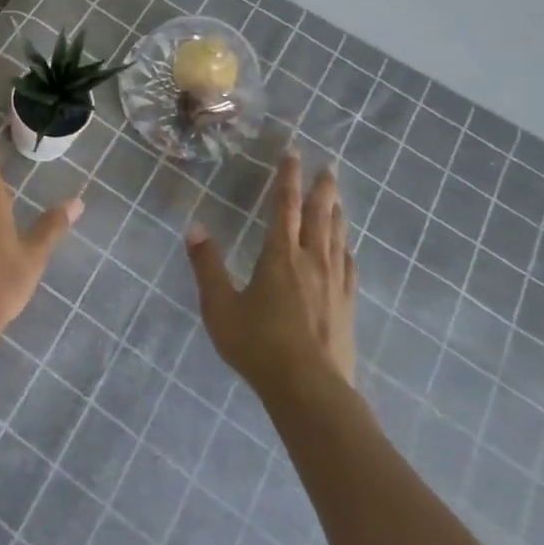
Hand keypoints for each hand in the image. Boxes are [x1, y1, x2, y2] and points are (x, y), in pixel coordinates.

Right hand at [187, 152, 357, 398]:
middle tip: (329, 166)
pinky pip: (349, 268)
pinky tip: (349, 250)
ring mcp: (334, 284)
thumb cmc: (259, 345)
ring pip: (337, 238)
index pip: (283, 206)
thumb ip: (207, 266)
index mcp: (279, 256)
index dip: (287, 178)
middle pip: (319, 216)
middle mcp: (310, 261)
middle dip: (321, 189)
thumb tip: (194, 228)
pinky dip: (347, 250)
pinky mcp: (347, 307)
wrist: (310, 390)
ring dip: (337, 213)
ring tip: (338, 196)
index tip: (294, 153)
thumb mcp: (220, 306)